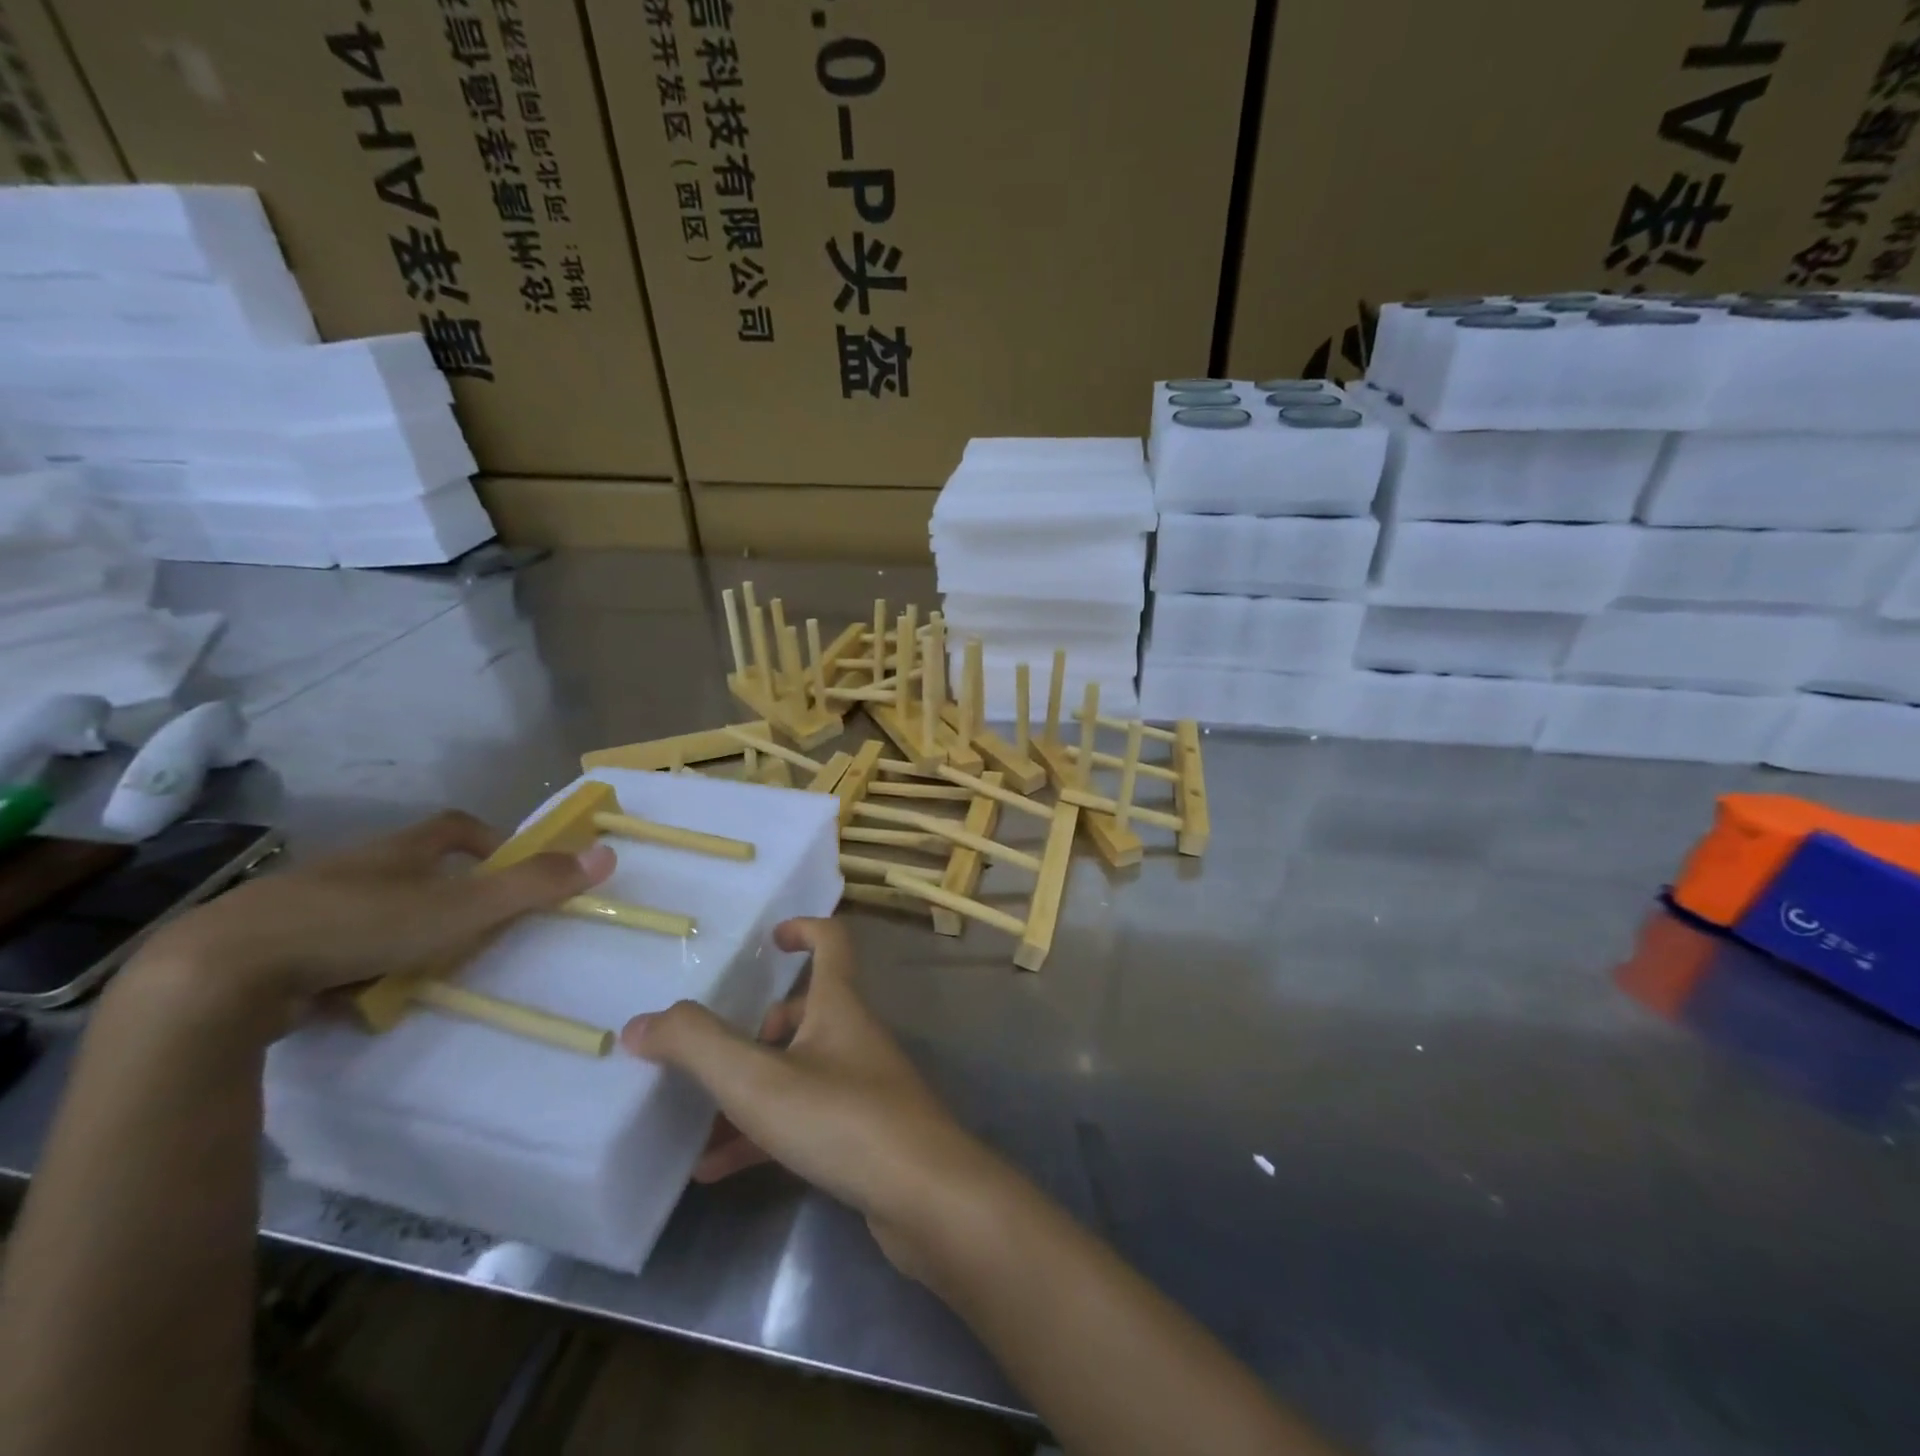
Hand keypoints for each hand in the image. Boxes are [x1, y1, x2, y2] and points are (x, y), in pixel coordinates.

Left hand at [128, 811, 614, 1029]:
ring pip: (368, 909)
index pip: (454, 826)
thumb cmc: (360, 926)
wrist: (221, 974)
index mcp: (399, 851)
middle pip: (410, 868)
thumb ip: (535, 885)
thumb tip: (607, 853)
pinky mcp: (268, 948)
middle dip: (444, 893)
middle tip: (471, 928)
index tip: (510, 866)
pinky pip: (326, 948)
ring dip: (398, 930)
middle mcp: (354, 868)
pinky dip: (349, 964)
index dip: (489, 839)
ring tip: (419, 969)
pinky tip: (355, 996)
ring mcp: (306, 906)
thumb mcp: (462, 908)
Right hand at [620, 917, 1006, 1278]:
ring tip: (695, 1116)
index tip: (769, 939)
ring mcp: (861, 1086)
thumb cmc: (843, 1119)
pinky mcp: (861, 1134)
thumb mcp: (759, 1081)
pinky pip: (801, 1120)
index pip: (832, 941)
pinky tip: (714, 1170)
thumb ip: (698, 1046)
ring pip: (798, 1070)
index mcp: (839, 1005)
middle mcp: (853, 1036)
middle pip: (807, 1010)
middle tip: (712, 1049)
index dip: (803, 929)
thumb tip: (641, 1023)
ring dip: (749, 1088)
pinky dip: (760, 1135)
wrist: (926, 1198)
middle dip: (759, 1024)